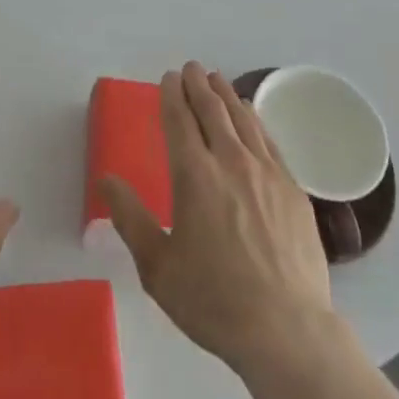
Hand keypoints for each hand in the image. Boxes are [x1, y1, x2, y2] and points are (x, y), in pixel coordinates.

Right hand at [101, 62, 335, 376]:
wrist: (287, 331)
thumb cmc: (214, 301)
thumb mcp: (158, 267)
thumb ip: (131, 218)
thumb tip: (105, 180)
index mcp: (194, 176)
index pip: (179, 121)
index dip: (172, 95)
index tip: (169, 77)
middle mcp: (230, 162)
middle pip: (212, 111)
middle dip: (198, 85)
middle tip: (191, 67)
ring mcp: (266, 172)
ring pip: (242, 119)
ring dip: (226, 95)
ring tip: (217, 79)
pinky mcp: (292, 188)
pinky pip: (268, 139)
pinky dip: (254, 118)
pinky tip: (250, 114)